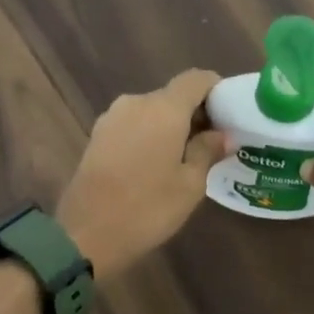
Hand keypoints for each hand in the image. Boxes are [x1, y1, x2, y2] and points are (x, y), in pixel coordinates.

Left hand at [58, 69, 227, 279]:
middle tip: (212, 143)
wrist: (84, 234)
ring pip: (151, 111)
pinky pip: (132, 125)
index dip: (216, 90)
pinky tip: (155, 165)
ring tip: (184, 158)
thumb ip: (208, 151)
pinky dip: (149, 135)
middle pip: (173, 95)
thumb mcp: (189, 184)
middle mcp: (136, 102)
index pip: (196, 79)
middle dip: (194, 113)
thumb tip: (222, 134)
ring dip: (170, 126)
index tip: (228, 113)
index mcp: (163, 108)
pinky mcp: (97, 135)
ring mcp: (112, 117)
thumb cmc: (147, 208)